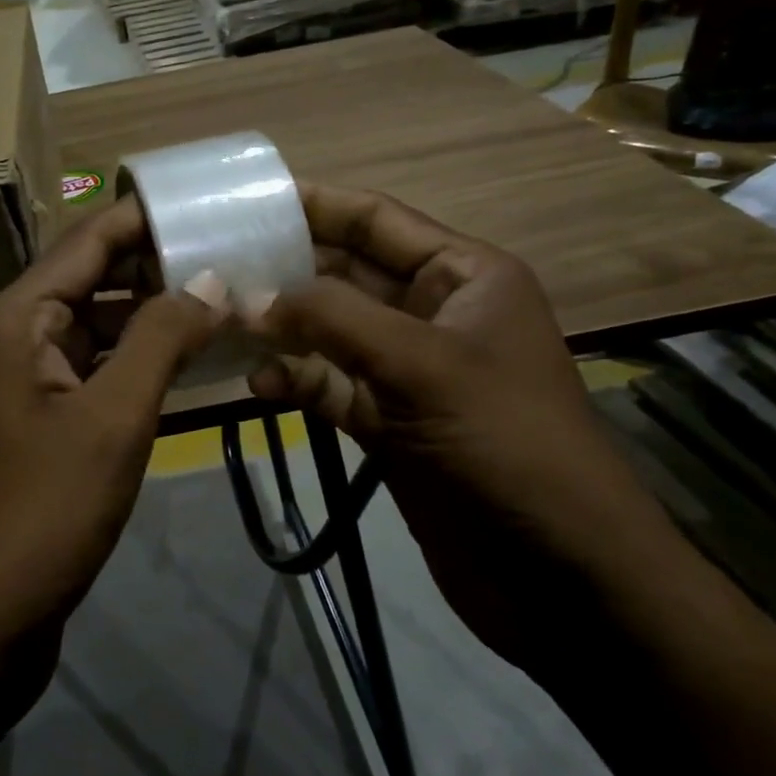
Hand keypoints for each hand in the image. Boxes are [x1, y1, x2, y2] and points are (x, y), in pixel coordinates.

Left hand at [0, 197, 219, 663]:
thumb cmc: (41, 513)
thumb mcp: (111, 419)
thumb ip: (161, 340)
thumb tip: (209, 278)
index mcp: (15, 322)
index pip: (84, 244)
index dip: (141, 219)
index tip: (200, 200)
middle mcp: (13, 341)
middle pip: (89, 282)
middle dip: (154, 268)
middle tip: (227, 253)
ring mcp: (24, 386)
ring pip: (95, 331)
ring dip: (149, 317)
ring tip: (219, 300)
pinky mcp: (39, 428)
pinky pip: (93, 374)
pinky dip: (136, 363)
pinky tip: (185, 363)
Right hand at [246, 184, 677, 664]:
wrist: (560, 575)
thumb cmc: (506, 444)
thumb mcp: (422, 365)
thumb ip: (333, 321)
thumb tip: (249, 298)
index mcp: (463, 276)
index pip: (377, 220)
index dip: (315, 204)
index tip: (245, 200)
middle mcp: (433, 314)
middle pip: (346, 275)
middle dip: (286, 271)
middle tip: (215, 267)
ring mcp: (409, 372)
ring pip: (331, 334)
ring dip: (283, 329)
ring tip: (225, 325)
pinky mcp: (390, 424)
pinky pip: (331, 387)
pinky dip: (297, 381)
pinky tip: (260, 383)